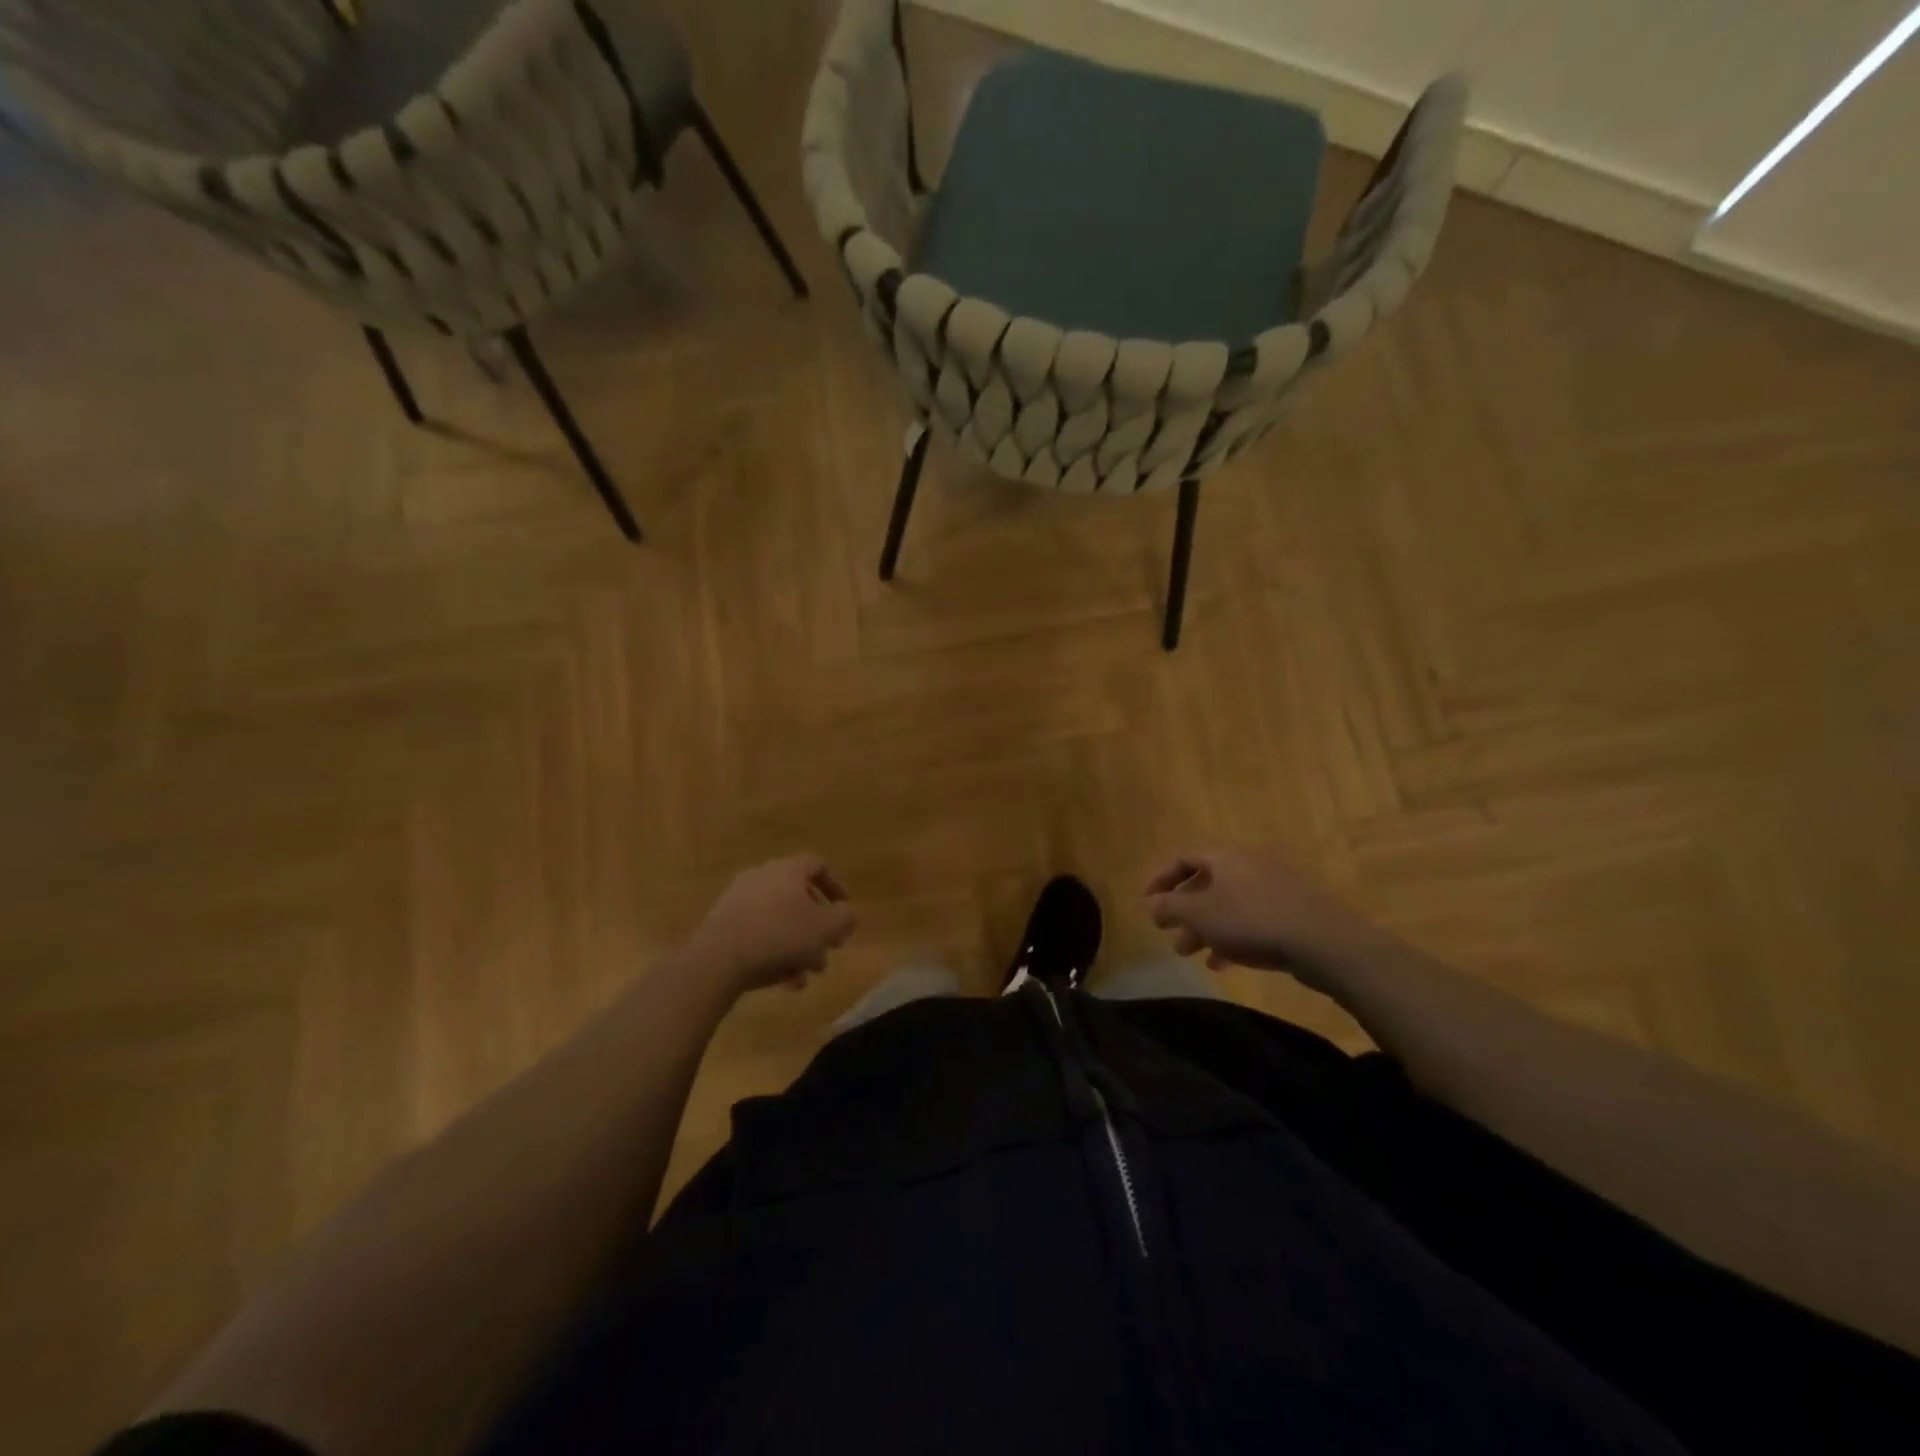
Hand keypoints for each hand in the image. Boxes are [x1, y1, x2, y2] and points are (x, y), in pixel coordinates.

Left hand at [686, 856, 855, 996]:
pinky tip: (783, 981)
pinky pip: (757, 935)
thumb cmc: (781, 935)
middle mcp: (762, 877)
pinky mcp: (722, 924)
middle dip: (816, 926)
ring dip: (796, 945)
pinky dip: (773, 953)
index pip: (817, 865)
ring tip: (806, 973)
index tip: (844, 908)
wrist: (718, 958)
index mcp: (788, 870)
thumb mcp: (827, 928)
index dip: (835, 885)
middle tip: (828, 949)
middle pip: (797, 897)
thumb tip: (844, 914)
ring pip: (778, 921)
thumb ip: (844, 918)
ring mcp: (738, 900)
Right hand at [1144, 846, 1385, 988]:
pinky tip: (1222, 962)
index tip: (1147, 903)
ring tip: (1189, 953)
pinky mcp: (1292, 911)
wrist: (1324, 941)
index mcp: (1225, 856)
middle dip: (1183, 909)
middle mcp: (1248, 864)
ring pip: (1228, 904)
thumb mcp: (1200, 914)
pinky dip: (1232, 937)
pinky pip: (1251, 919)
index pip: (1183, 857)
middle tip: (1166, 933)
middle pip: (1206, 882)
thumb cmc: (1251, 920)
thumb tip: (1149, 903)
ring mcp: (1273, 887)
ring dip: (1204, 927)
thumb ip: (1170, 907)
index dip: (1161, 878)